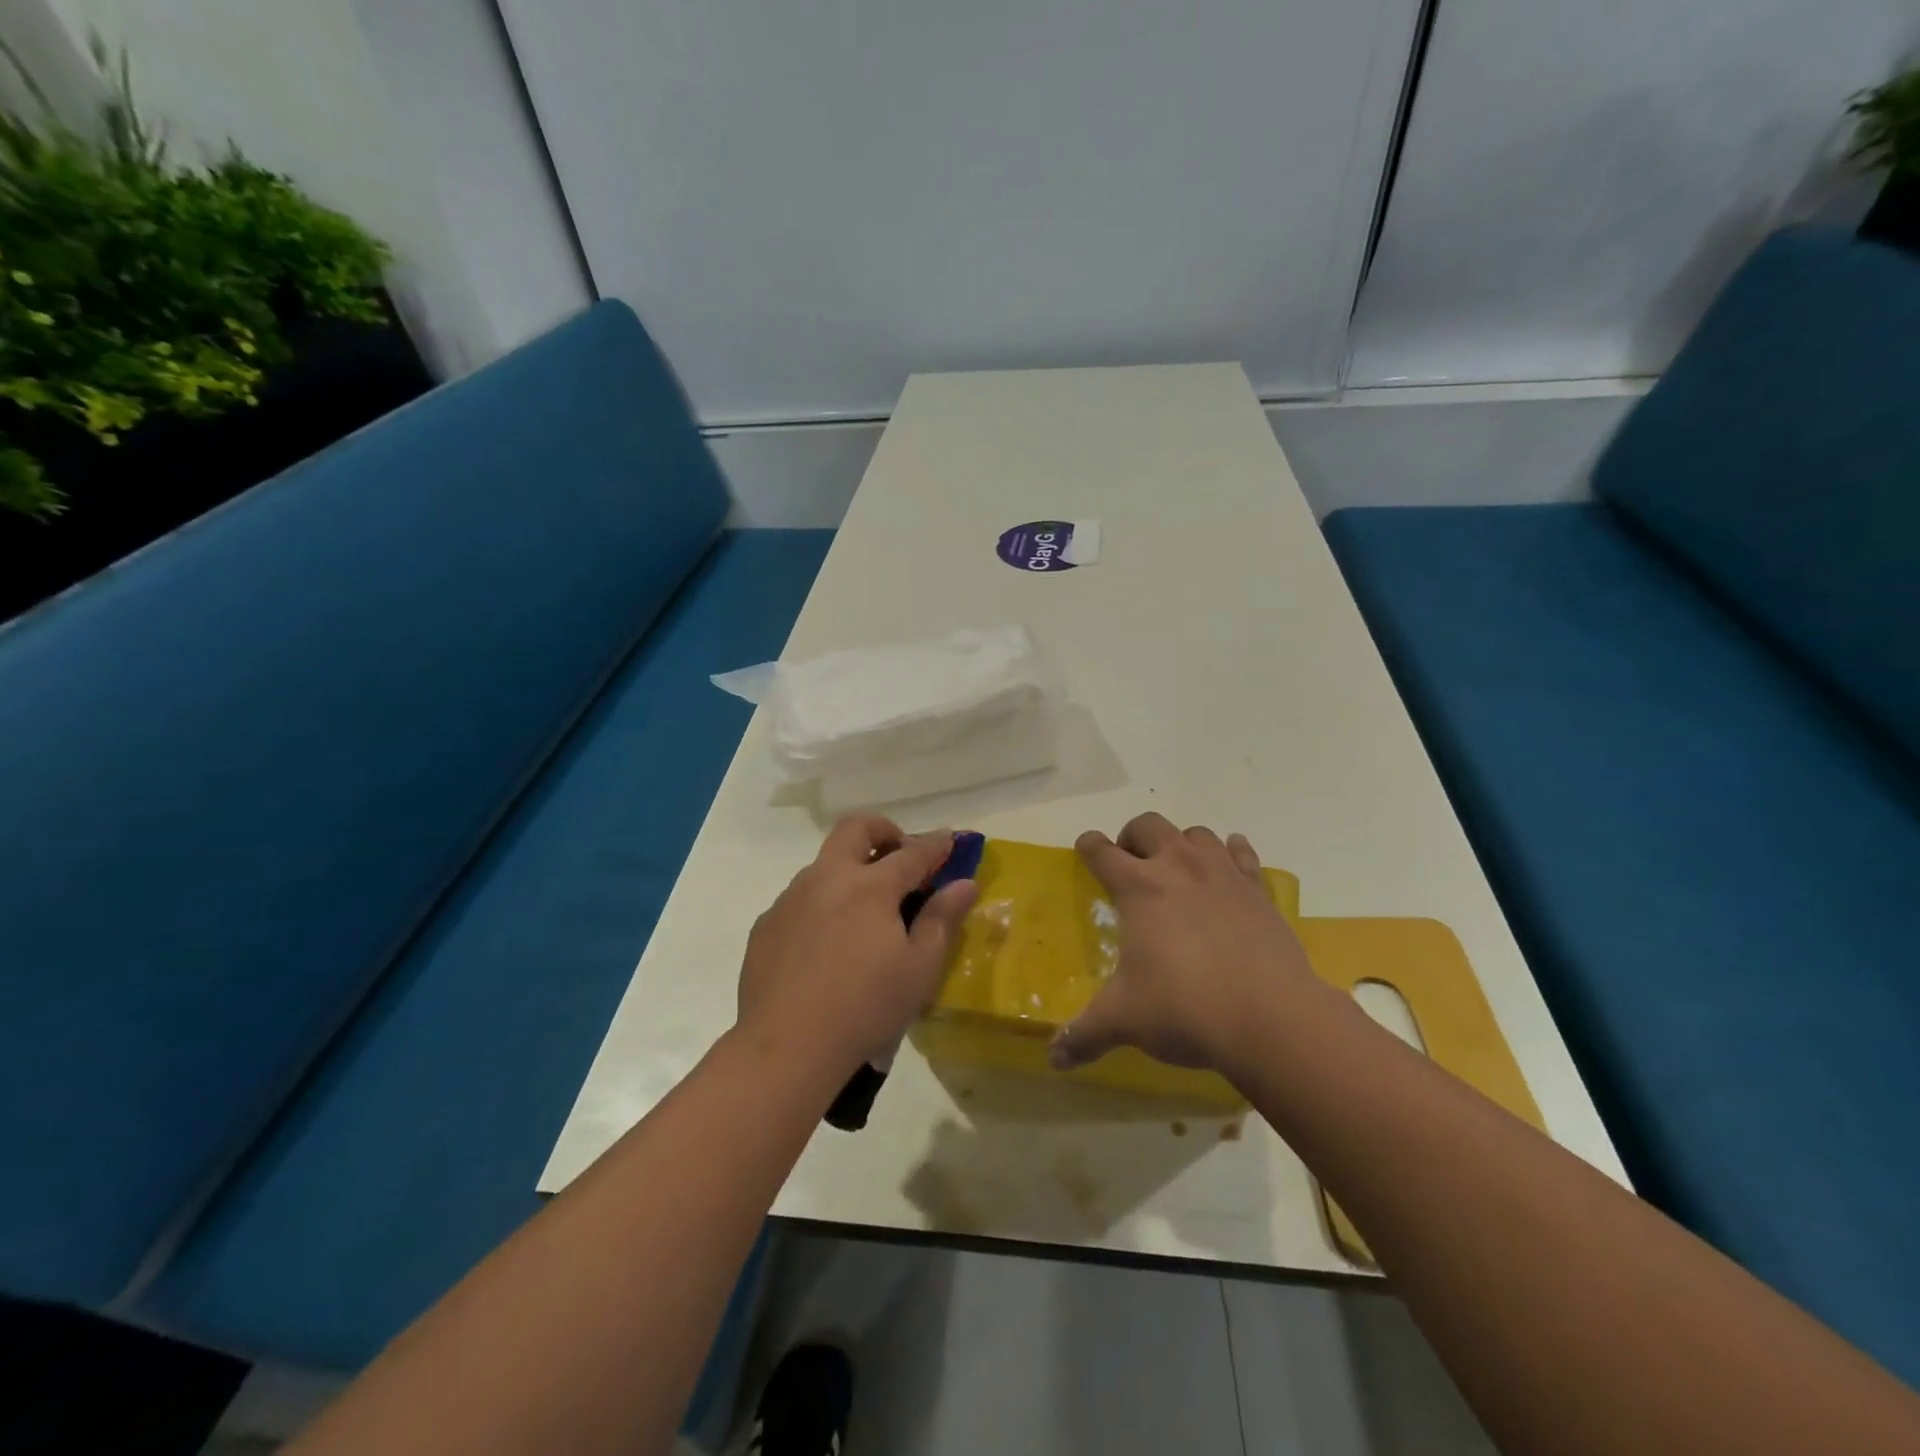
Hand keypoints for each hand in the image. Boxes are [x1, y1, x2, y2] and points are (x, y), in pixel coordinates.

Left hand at [735, 814, 977, 1087]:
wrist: (785, 1048)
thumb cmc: (865, 1007)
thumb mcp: (920, 968)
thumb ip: (943, 918)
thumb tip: (964, 883)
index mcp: (870, 886)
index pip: (912, 852)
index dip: (936, 844)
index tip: (950, 840)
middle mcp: (827, 878)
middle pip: (855, 829)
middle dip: (884, 831)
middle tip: (900, 855)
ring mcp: (791, 898)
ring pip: (824, 863)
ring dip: (850, 869)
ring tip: (865, 912)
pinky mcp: (767, 924)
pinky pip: (800, 898)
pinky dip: (823, 904)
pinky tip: (827, 945)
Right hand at [1050, 812, 1318, 1077]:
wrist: (1271, 1018)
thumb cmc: (1185, 1009)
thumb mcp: (1125, 1021)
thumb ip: (1085, 1035)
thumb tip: (1054, 1060)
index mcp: (1138, 887)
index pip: (1102, 851)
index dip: (1089, 846)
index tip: (1085, 848)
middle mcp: (1179, 867)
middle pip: (1149, 826)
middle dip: (1133, 837)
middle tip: (1130, 863)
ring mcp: (1223, 874)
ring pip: (1197, 834)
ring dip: (1181, 843)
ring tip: (1178, 868)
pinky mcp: (1258, 890)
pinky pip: (1242, 854)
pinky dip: (1232, 853)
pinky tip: (1229, 868)